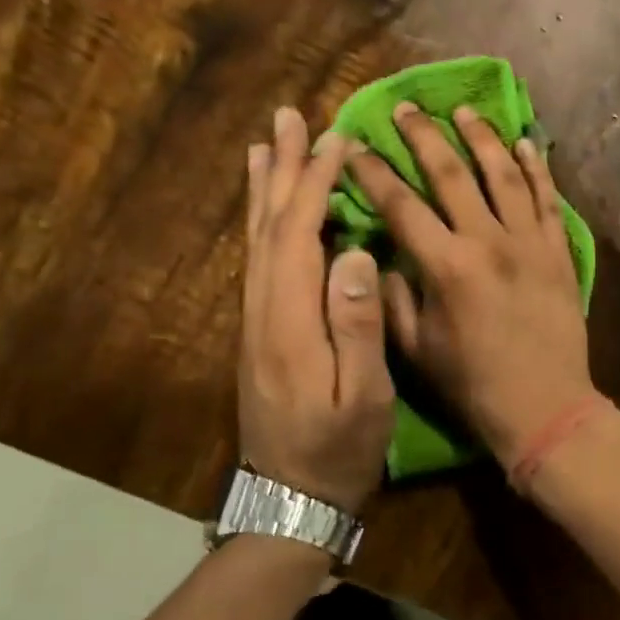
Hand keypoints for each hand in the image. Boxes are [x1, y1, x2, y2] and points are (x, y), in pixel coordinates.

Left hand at [240, 107, 393, 513]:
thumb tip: (356, 253)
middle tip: (288, 118)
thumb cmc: (339, 450)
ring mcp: (256, 321)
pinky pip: (258, 260)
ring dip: (265, 189)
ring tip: (266, 146)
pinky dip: (262, 223)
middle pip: (269, 225)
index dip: (315, 182)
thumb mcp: (363, 398)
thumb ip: (358, 326)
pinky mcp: (259, 332)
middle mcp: (263, 310)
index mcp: (290, 320)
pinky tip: (268, 211)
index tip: (336, 139)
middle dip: (282, 169)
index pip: (299, 234)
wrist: (289, 501)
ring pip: (256, 240)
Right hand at [345, 103, 594, 468]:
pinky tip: (526, 141)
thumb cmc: (474, 384)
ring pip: (504, 174)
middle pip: (452, 173)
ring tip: (463, 110)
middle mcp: (488, 241)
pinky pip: (548, 199)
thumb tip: (380, 256)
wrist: (545, 405)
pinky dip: (537, 168)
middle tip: (406, 108)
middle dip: (423, 136)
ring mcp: (529, 242)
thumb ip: (392, 300)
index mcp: (446, 266)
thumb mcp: (417, 351)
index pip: (401, 205)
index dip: (373, 172)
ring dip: (481, 137)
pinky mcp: (558, 250)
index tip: (354, 145)